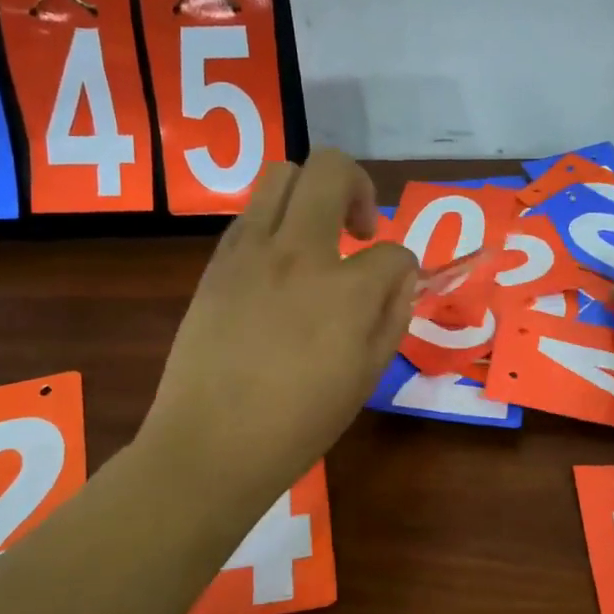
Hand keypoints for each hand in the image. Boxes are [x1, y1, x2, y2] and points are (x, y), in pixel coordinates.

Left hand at [140, 150, 416, 509]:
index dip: (402, 268)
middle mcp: (298, 253)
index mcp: (344, 290)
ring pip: (282, 174)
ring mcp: (250, 251)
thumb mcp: (367, 376)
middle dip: (359, 188)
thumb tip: (399, 276)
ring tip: (316, 237)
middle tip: (359, 232)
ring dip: (311, 193)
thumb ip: (392, 315)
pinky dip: (275, 222)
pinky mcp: (217, 262)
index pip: (392, 252)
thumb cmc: (299, 423)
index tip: (393, 287)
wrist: (212, 443)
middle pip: (332, 169)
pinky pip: (250, 214)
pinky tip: (278, 266)